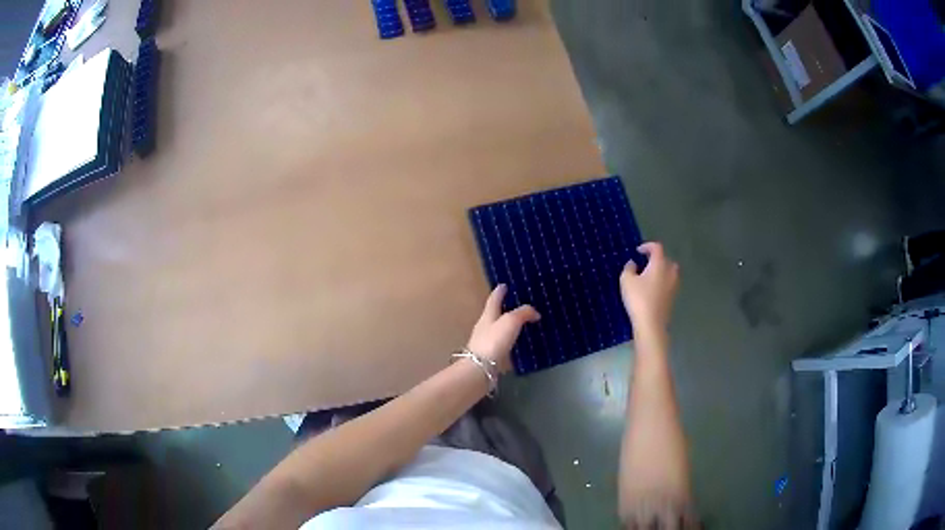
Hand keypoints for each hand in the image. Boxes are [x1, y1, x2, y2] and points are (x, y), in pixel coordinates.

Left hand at [467, 285, 540, 373]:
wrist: (480, 368)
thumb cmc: (493, 340)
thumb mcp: (510, 321)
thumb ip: (523, 313)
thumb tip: (535, 312)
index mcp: (488, 315)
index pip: (494, 299)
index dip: (499, 291)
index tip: (503, 285)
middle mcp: (485, 326)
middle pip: (494, 313)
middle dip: (504, 308)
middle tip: (517, 303)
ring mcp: (486, 342)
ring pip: (499, 329)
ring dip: (508, 325)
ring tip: (522, 323)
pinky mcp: (491, 356)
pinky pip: (502, 343)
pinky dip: (510, 340)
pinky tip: (518, 343)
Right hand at [620, 242, 679, 333]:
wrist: (651, 324)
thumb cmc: (638, 299)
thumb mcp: (626, 281)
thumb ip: (628, 269)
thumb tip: (633, 264)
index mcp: (659, 264)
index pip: (657, 248)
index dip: (648, 246)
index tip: (638, 251)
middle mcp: (670, 272)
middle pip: (666, 259)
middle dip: (657, 259)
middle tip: (645, 264)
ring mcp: (673, 286)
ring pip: (670, 273)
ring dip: (661, 271)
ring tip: (649, 277)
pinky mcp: (673, 298)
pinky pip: (669, 284)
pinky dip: (662, 283)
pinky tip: (652, 290)